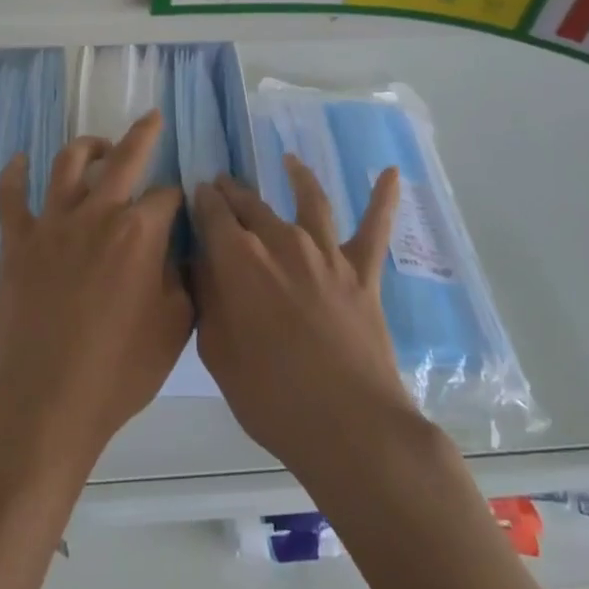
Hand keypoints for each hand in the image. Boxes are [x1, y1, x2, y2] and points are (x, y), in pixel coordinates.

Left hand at [0, 112, 191, 462]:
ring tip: (97, 144)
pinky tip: (19, 160)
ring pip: (69, 164)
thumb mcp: (175, 327)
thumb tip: (179, 249)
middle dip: (143, 134)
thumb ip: (183, 278)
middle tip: (151, 119)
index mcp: (139, 232)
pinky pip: (11, 196)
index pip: (167, 197)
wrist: (49, 400)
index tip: (179, 211)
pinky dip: (15, 173)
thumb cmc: (120, 369)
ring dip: (87, 146)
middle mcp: (97, 213)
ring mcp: (52, 223)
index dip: (177, 201)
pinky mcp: (18, 241)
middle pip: (124, 158)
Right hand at [192, 158, 414, 485]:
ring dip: (296, 177)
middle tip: (223, 184)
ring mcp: (326, 252)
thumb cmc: (270, 396)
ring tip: (289, 161)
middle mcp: (281, 240)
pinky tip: (392, 173)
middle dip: (233, 191)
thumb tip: (203, 263)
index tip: (196, 193)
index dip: (202, 200)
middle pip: (251, 203)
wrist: (349, 426)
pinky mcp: (363, 271)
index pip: (212, 212)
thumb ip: (208, 298)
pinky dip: (383, 198)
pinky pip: (375, 228)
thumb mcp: (217, 351)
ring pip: (309, 200)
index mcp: (238, 258)